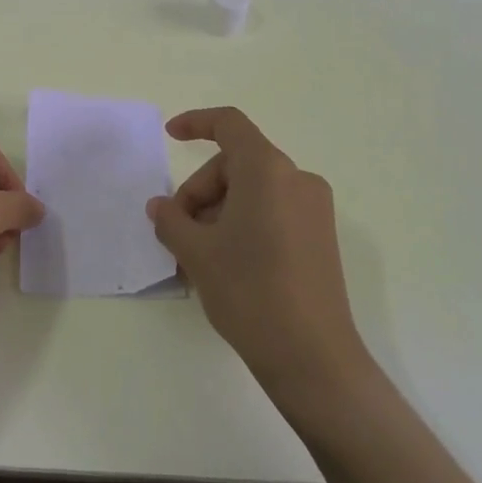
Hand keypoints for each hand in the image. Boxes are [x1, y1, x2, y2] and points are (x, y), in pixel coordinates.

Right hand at [147, 107, 367, 388]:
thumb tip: (160, 207)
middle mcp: (297, 180)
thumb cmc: (249, 291)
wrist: (313, 359)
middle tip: (177, 232)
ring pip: (252, 191)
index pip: (230, 124)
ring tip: (196, 257)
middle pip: (236, 164)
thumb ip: (171, 219)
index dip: (196, 123)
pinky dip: (242, 224)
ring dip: (217, 212)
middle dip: (200, 190)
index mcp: (268, 171)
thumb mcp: (196, 252)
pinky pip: (272, 212)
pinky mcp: (321, 238)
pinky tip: (224, 263)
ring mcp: (314, 211)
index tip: (171, 136)